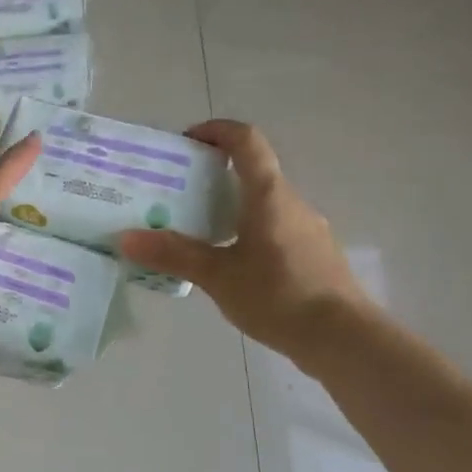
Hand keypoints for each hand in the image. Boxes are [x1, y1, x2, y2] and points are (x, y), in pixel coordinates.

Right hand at [118, 120, 369, 364]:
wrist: (345, 340)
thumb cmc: (279, 296)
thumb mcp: (217, 276)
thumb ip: (173, 254)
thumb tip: (125, 238)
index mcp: (269, 195)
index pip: (246, 141)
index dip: (216, 130)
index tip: (187, 141)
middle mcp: (291, 203)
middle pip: (252, 172)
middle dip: (213, 175)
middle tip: (177, 194)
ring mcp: (307, 230)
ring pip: (263, 204)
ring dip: (230, 207)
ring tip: (195, 232)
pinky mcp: (314, 256)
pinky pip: (274, 229)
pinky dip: (247, 232)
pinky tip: (229, 264)